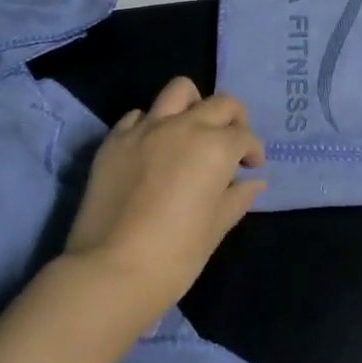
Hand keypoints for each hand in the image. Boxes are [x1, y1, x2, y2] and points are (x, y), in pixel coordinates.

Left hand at [63, 77, 265, 326]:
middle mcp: (184, 126)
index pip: (244, 136)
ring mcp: (146, 129)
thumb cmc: (173, 257)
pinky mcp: (115, 139)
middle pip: (220, 103)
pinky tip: (152, 148)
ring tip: (191, 130)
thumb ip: (236, 199)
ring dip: (193, 105)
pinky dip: (151, 124)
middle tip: (230, 144)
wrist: (109, 271)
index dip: (253, 151)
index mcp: (215, 148)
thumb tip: (253, 183)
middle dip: (233, 120)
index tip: (251, 168)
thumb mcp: (214, 230)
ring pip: (178, 91)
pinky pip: (138, 116)